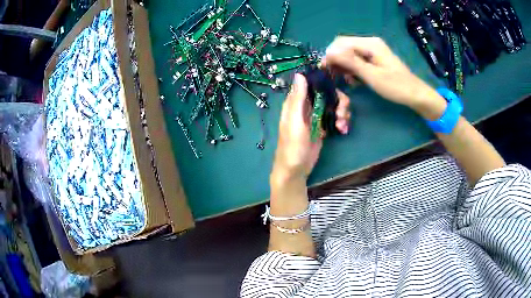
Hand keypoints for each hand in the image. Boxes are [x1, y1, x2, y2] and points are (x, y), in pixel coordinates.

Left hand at [272, 74, 350, 182]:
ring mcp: (316, 116)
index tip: (336, 84)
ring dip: (342, 112)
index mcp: (296, 102)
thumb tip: (300, 74)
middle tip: (341, 113)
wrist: (296, 169)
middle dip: (339, 101)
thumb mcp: (295, 121)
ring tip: (342, 125)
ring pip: (334, 104)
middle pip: (327, 93)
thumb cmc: (292, 146)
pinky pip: (335, 117)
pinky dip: (341, 121)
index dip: (325, 81)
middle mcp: (307, 106)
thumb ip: (298, 99)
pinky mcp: (323, 126)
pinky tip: (342, 129)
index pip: (312, 83)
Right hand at [322, 36, 445, 118]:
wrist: (415, 94)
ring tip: (345, 80)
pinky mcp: (375, 58)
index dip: (331, 54)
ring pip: (350, 53)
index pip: (342, 42)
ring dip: (344, 66)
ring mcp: (373, 50)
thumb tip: (329, 53)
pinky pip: (357, 59)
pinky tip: (354, 80)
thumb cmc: (395, 86)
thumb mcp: (372, 76)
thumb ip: (350, 62)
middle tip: (332, 76)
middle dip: (336, 60)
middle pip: (344, 46)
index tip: (324, 70)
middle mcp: (370, 43)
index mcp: (370, 44)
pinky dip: (352, 69)